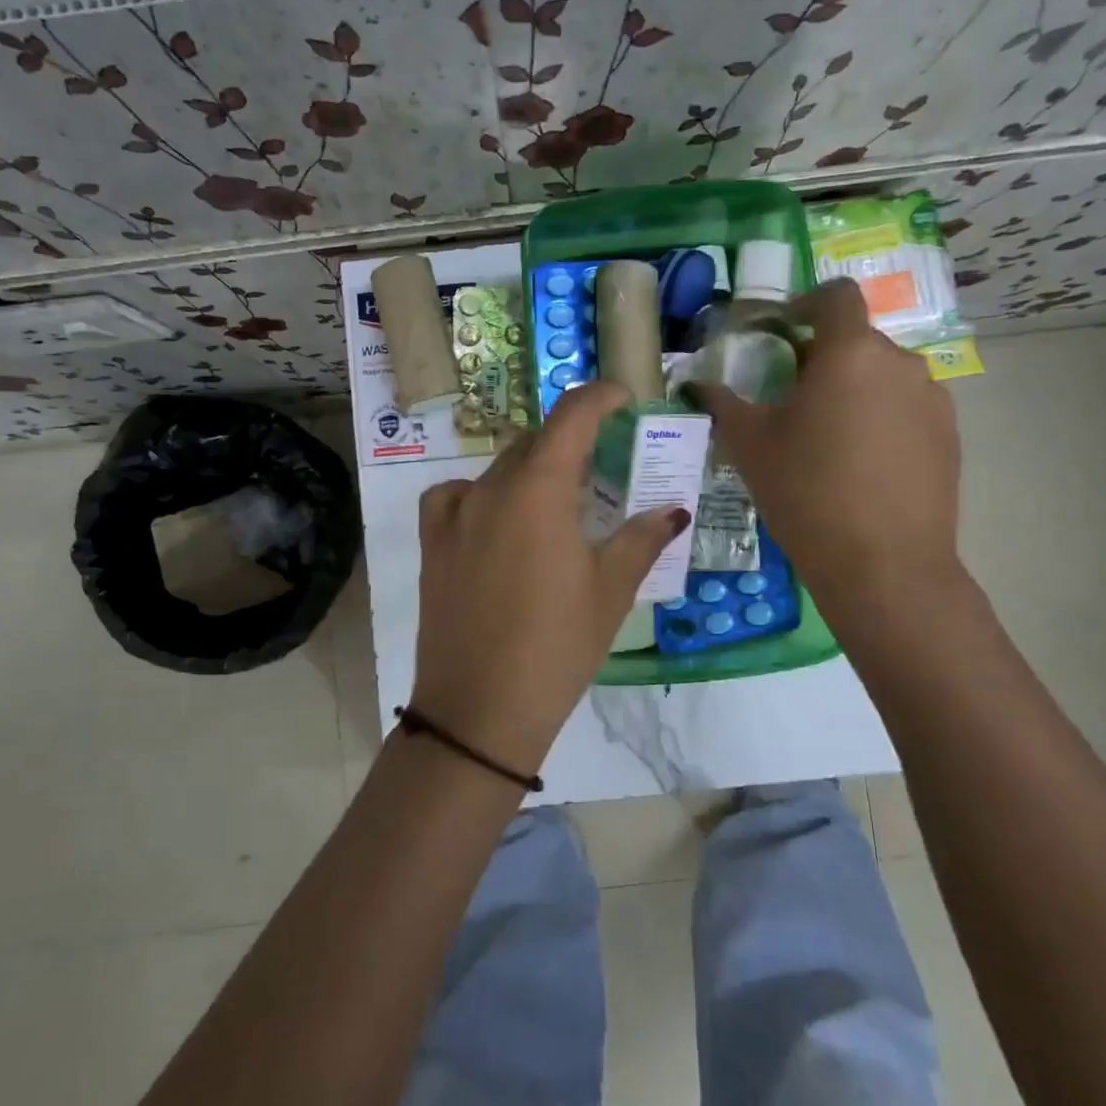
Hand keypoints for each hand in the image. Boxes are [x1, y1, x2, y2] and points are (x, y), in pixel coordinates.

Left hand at [410, 381, 687, 778]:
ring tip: (557, 499)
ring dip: (531, 470)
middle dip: (570, 440)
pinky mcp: (432, 543)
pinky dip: (484, 494)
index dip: (599, 397)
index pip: (570, 417)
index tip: (623, 397)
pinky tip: (497, 520)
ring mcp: (454, 515)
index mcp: (538, 490)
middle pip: (534, 442)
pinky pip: (456, 497)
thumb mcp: (610, 591)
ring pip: (498, 470)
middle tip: (602, 461)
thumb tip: (673, 511)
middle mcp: (490, 489)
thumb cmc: (557, 646)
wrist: (480, 708)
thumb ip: (641, 539)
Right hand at [687, 278, 961, 596]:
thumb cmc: (806, 492)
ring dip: (853, 389)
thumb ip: (722, 404)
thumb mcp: (750, 446)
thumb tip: (695, 384)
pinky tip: (860, 464)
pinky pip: (907, 409)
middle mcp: (900, 363)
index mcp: (850, 353)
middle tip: (791, 399)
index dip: (807, 302)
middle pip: (857, 341)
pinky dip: (881, 418)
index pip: (836, 296)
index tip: (783, 329)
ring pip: (884, 376)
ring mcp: (933, 399)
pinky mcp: (950, 436)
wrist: (883, 564)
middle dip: (823, 357)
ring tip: (827, 437)